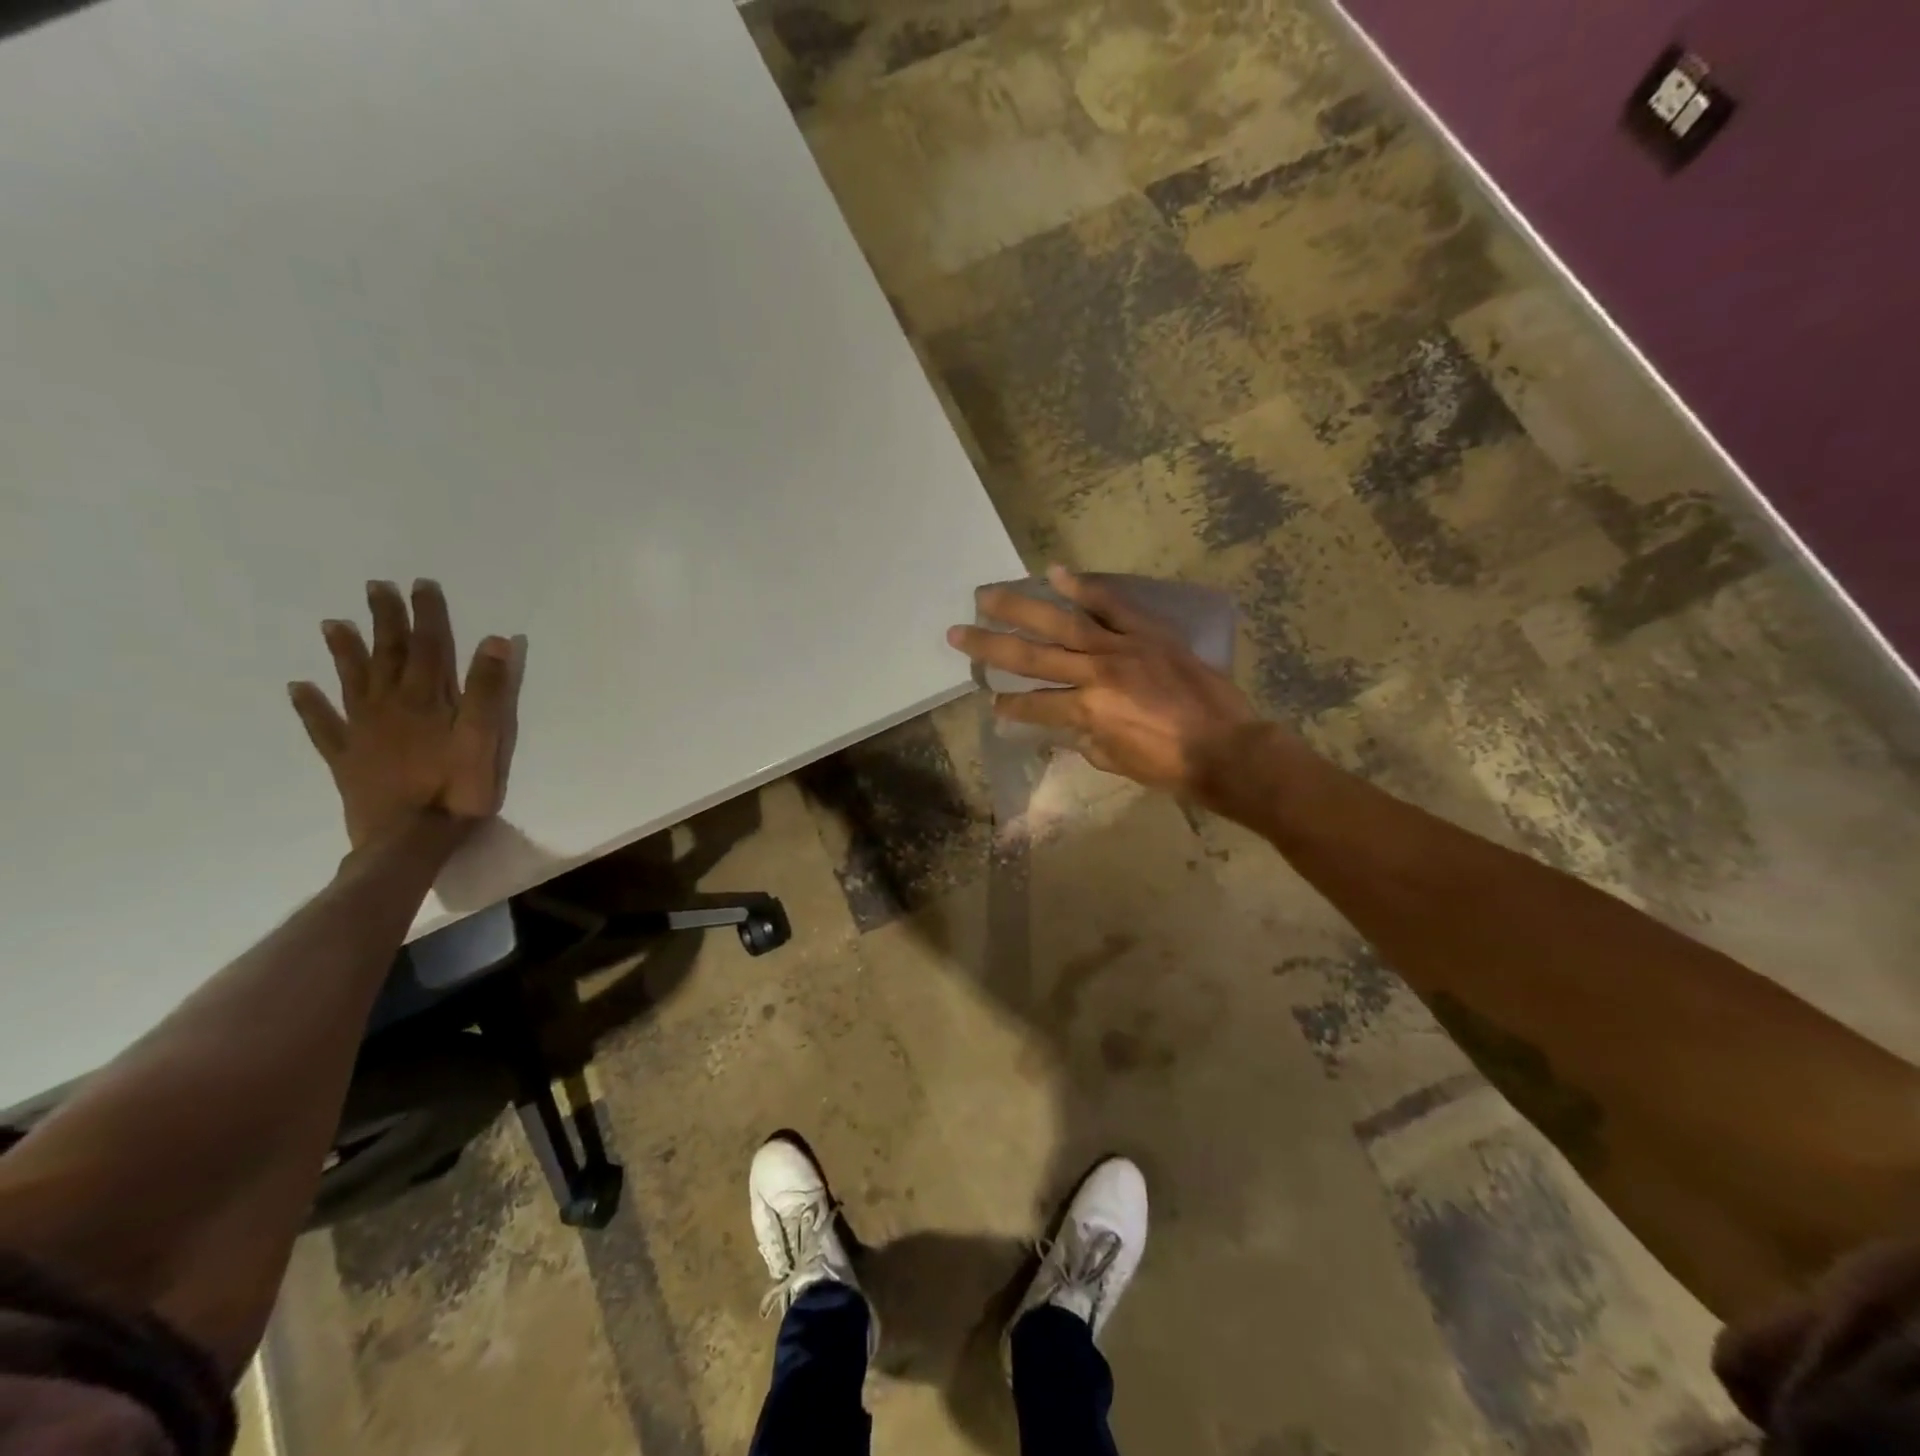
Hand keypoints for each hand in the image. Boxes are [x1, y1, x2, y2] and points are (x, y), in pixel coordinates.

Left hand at [288, 579, 519, 850]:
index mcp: (426, 700)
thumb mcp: (485, 737)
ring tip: (334, 624)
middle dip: (384, 620)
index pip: (428, 647)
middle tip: (375, 587)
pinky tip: (298, 688)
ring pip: (353, 682)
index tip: (421, 585)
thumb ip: (488, 690)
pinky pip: (324, 726)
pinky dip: (310, 706)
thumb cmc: (456, 789)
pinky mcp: (347, 759)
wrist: (409, 839)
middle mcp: (390, 707)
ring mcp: (363, 732)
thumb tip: (494, 640)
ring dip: (345, 651)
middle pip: (387, 656)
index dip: (426, 615)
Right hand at [947, 565, 1256, 797]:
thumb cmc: (1171, 766)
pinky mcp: (1148, 633)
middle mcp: (1095, 673)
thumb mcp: (1117, 761)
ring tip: (987, 595)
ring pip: (1062, 623)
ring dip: (1020, 608)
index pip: (1034, 705)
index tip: (990, 703)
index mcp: (1087, 711)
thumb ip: (1086, 738)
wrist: (1228, 748)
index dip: (1010, 707)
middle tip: (957, 632)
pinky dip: (1084, 588)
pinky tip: (1055, 573)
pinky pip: (1112, 605)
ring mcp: (1122, 647)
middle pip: (1032, 656)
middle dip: (990, 647)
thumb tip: (1070, 724)